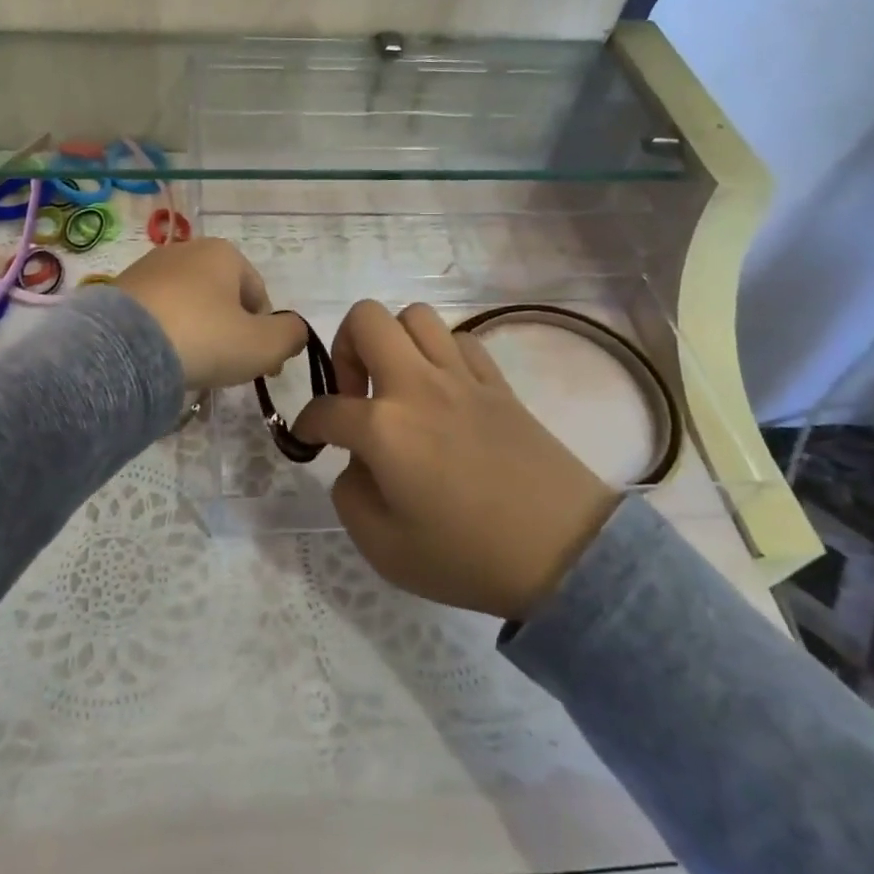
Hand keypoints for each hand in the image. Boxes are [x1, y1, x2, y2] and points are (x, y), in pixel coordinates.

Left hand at [114, 238, 307, 391]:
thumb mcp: (264, 344)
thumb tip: (294, 331)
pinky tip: (163, 361)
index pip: (259, 295)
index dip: (267, 334)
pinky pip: (157, 315)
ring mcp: (148, 268)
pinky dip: (166, 335)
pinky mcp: (120, 290)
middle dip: (230, 333)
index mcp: (224, 253)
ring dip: (198, 334)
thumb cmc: (204, 338)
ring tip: (193, 368)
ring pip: (188, 306)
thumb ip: (291, 335)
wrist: (124, 349)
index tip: (262, 368)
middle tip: (228, 370)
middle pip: (222, 298)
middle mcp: (186, 250)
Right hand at [292, 300, 619, 620]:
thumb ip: (350, 497)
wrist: (566, 553)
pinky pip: (460, 339)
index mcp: (384, 428)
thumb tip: (356, 463)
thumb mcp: (384, 549)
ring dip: (394, 341)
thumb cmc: (468, 557)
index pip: (326, 408)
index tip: (310, 437)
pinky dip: (441, 353)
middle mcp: (417, 385)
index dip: (308, 423)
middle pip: (366, 319)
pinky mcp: (498, 383)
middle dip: (345, 348)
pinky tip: (443, 389)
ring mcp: (462, 377)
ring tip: (397, 383)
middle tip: (356, 393)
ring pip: (416, 316)